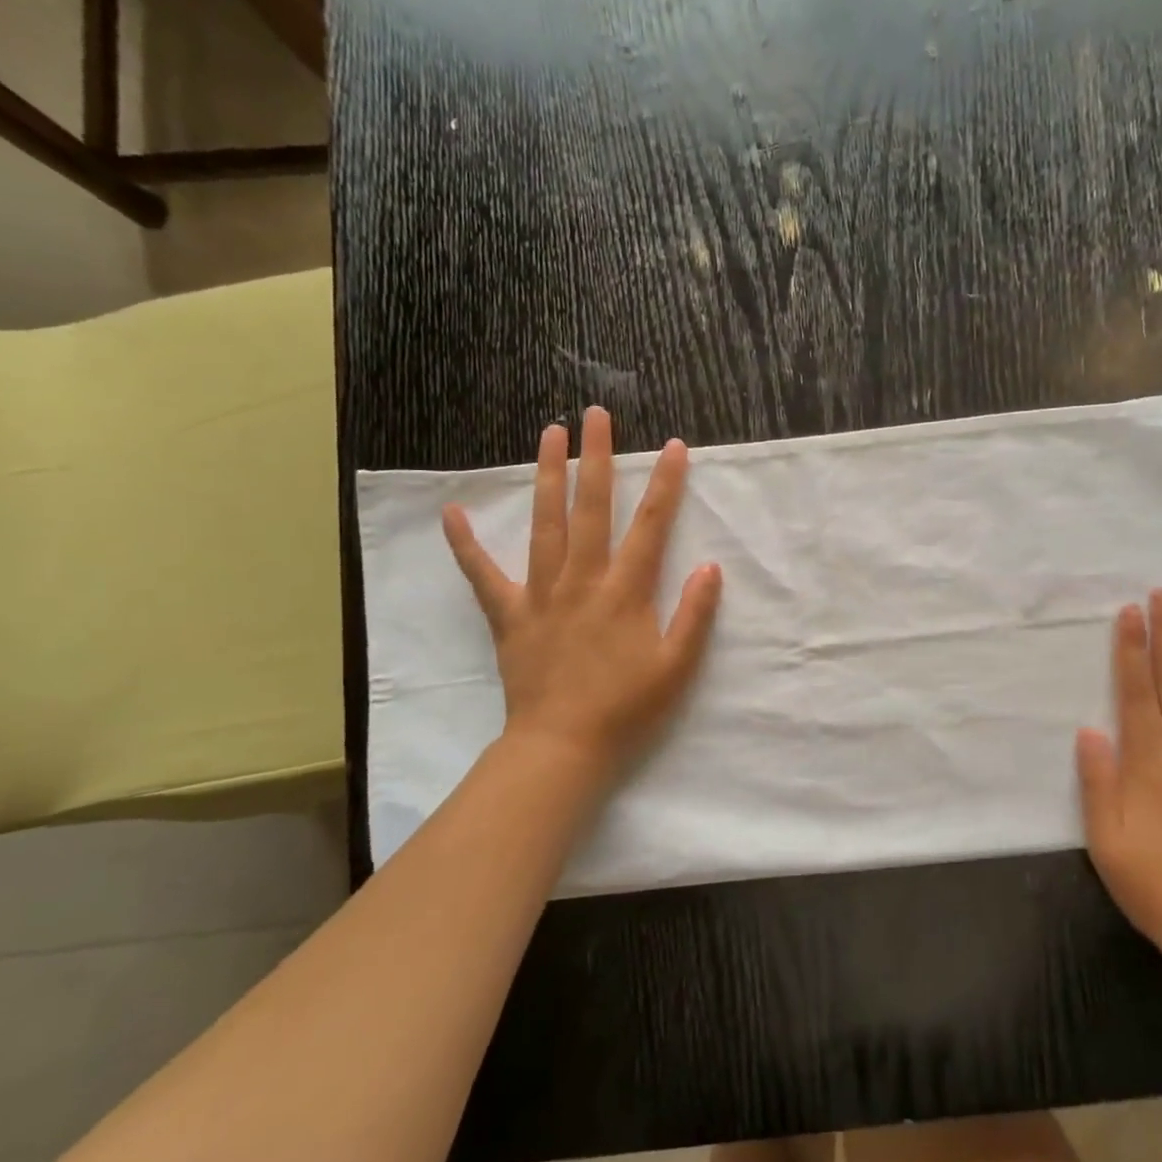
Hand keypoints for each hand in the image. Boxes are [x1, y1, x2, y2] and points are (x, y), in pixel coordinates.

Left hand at [441, 406, 721, 789]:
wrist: (562, 747)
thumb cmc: (626, 708)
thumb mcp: (676, 667)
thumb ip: (695, 614)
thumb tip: (708, 567)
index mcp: (625, 591)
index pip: (651, 525)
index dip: (665, 483)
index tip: (672, 446)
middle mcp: (582, 579)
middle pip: (591, 508)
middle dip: (596, 457)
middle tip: (594, 414)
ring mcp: (541, 593)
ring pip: (544, 524)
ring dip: (547, 475)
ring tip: (548, 434)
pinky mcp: (510, 614)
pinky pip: (483, 575)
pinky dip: (465, 545)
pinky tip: (452, 512)